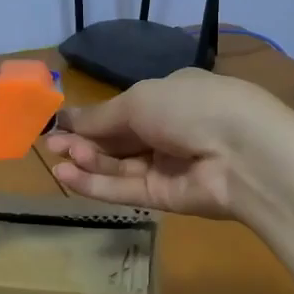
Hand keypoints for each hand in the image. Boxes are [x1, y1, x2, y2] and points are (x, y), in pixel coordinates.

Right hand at [42, 69, 282, 219]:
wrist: (242, 154)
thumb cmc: (189, 107)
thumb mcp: (139, 100)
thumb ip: (101, 116)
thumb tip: (66, 119)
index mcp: (170, 95)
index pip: (124, 107)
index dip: (91, 117)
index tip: (59, 123)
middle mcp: (169, 129)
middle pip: (118, 138)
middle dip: (84, 140)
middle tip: (51, 144)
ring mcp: (168, 165)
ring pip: (119, 164)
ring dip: (87, 160)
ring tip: (56, 157)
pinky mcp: (166, 198)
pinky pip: (125, 189)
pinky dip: (96, 183)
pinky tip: (67, 176)